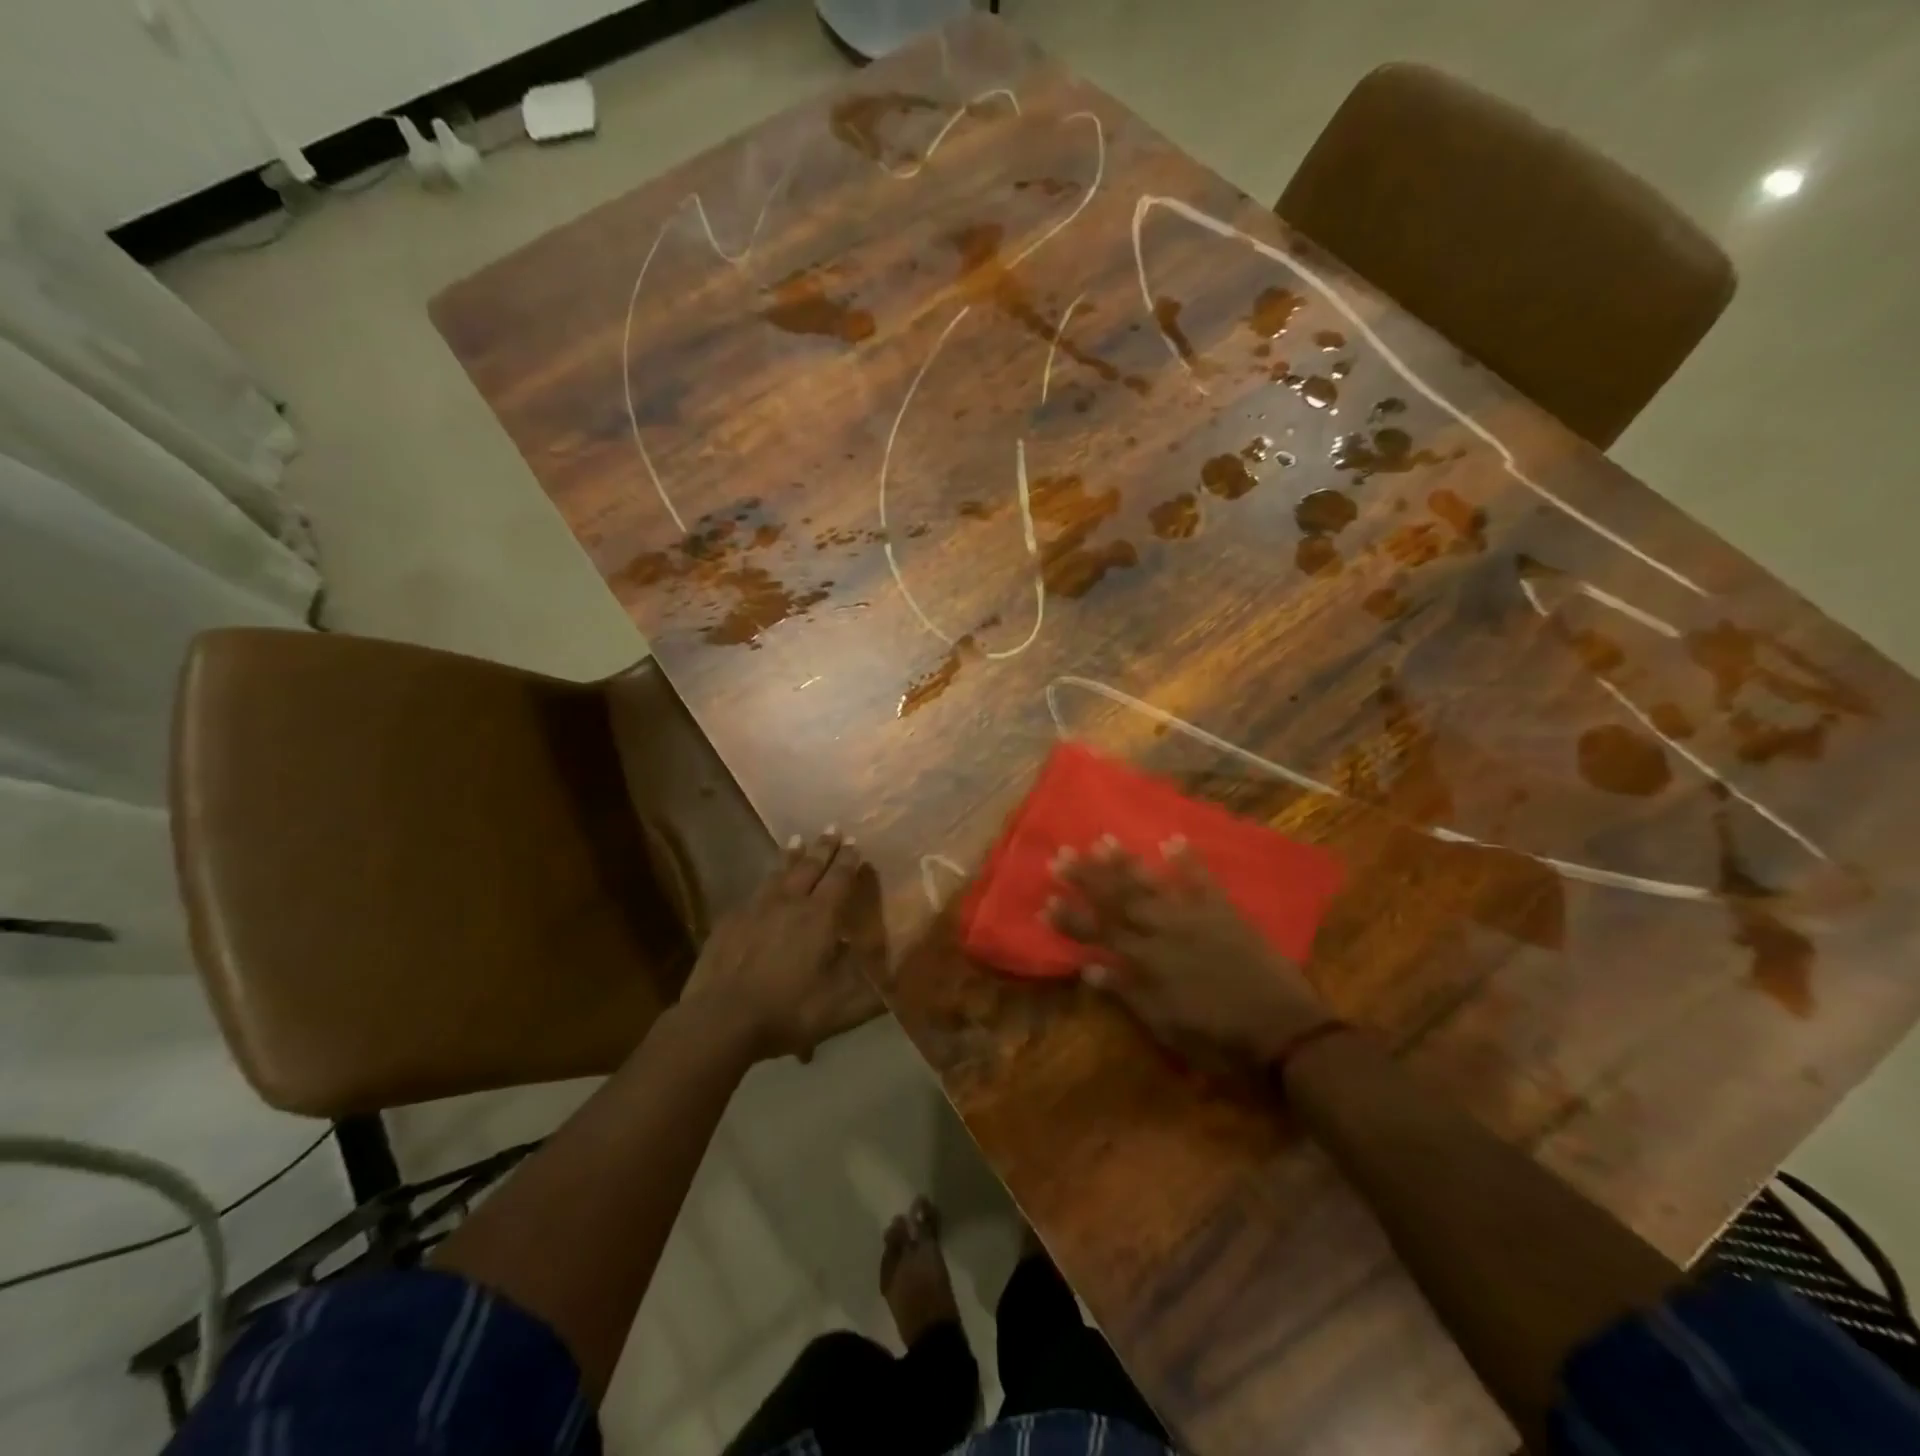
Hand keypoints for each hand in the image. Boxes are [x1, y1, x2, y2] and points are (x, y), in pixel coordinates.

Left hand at [681, 829, 884, 1062]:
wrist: (721, 1019)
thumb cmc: (788, 1010)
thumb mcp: (842, 1006)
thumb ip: (869, 986)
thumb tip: (887, 969)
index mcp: (820, 917)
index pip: (839, 879)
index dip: (849, 860)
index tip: (855, 843)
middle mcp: (790, 903)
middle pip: (810, 867)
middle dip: (824, 847)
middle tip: (832, 828)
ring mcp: (755, 909)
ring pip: (778, 873)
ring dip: (792, 856)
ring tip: (797, 841)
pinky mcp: (729, 922)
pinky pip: (753, 893)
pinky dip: (765, 882)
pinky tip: (763, 885)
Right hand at [1048, 838, 1332, 1068]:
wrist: (1285, 1032)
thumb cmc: (1219, 1040)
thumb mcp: (1166, 1027)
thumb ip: (1128, 994)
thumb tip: (1088, 969)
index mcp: (1147, 962)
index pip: (1099, 934)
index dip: (1071, 917)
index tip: (1046, 901)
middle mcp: (1165, 931)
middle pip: (1119, 900)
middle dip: (1088, 877)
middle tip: (1062, 854)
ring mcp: (1196, 918)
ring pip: (1153, 885)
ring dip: (1127, 863)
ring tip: (1103, 840)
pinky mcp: (1225, 913)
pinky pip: (1203, 881)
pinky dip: (1188, 861)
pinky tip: (1172, 840)